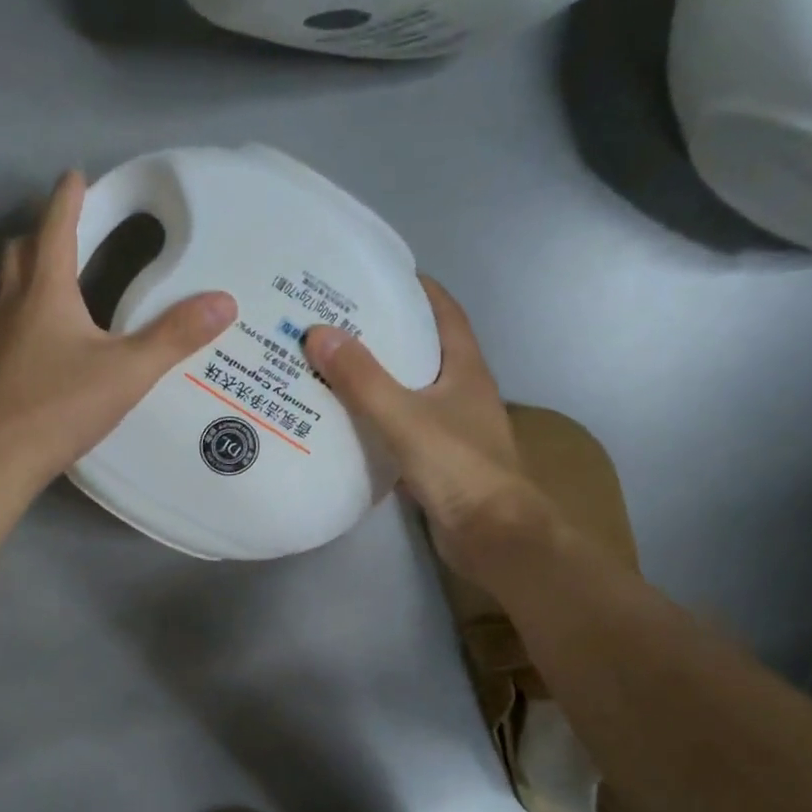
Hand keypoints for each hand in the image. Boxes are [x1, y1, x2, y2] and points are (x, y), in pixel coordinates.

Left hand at [0, 171, 237, 502]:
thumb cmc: (59, 407)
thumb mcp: (127, 372)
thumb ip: (174, 337)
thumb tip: (224, 301)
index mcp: (45, 292)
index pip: (55, 227)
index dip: (68, 198)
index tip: (77, 175)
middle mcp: (12, 305)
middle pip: (21, 251)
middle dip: (44, 232)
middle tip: (70, 230)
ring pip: (8, 288)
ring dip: (30, 272)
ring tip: (60, 281)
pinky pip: (6, 324)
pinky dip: (24, 313)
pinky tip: (45, 342)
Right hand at [304, 277, 547, 586]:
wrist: (493, 536)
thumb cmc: (459, 467)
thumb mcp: (405, 416)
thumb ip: (362, 379)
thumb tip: (318, 332)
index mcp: (464, 369)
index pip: (444, 312)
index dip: (416, 289)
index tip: (376, 275)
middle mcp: (460, 392)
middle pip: (421, 351)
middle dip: (383, 334)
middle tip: (334, 323)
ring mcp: (449, 429)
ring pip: (407, 393)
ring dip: (374, 380)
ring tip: (327, 367)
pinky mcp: (435, 462)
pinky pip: (397, 430)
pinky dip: (373, 422)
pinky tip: (340, 423)